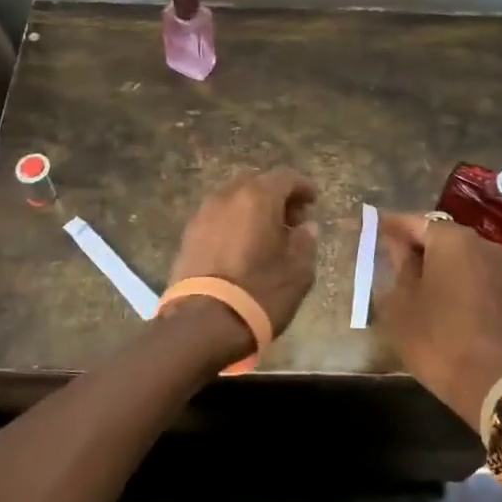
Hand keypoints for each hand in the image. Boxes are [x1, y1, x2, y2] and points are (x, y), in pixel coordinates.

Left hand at [168, 168, 320, 338]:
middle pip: (256, 182)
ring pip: (234, 198)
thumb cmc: (259, 293)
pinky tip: (243, 247)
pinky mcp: (188, 235)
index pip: (285, 177)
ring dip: (253, 209)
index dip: (302, 187)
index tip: (313, 202)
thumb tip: (305, 228)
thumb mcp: (298, 271)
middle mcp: (228, 196)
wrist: (202, 324)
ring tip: (267, 235)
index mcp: (258, 197)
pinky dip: (234, 222)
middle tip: (292, 220)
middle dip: (276, 196)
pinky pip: (218, 217)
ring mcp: (203, 214)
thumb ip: (305, 242)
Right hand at [374, 213, 501, 426]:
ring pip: (460, 254)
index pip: (415, 222)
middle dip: (416, 243)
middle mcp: (480, 244)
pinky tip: (439, 294)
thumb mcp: (402, 302)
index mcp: (451, 240)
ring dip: (437, 261)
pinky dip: (455, 277)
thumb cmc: (436, 337)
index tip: (374, 227)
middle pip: (441, 235)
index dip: (392, 226)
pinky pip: (474, 273)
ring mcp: (499, 268)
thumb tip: (398, 245)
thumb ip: (399, 265)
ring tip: (412, 277)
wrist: (491, 383)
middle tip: (391, 254)